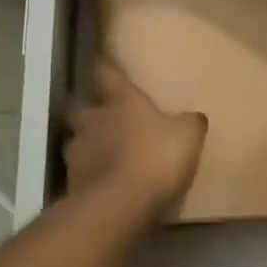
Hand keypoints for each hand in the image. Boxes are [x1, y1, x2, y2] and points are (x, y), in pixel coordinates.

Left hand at [64, 60, 206, 214]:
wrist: (119, 205)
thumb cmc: (155, 157)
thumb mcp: (187, 136)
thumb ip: (189, 123)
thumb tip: (193, 117)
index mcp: (121, 101)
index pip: (106, 73)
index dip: (106, 68)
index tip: (103, 62)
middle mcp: (93, 120)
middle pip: (81, 108)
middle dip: (90, 111)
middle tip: (104, 118)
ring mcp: (78, 153)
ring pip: (78, 142)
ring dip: (89, 146)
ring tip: (106, 156)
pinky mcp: (72, 184)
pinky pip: (82, 174)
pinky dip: (91, 176)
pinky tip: (106, 185)